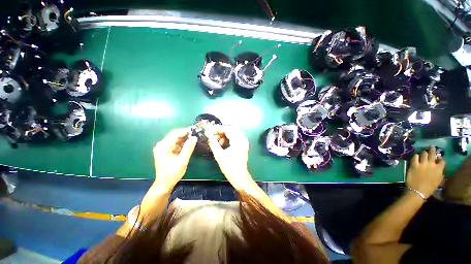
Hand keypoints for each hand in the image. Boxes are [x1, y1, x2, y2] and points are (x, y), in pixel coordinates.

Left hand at [153, 128, 196, 190]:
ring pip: (176, 139)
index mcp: (163, 147)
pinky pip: (176, 144)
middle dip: (185, 133)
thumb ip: (188, 148)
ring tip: (194, 136)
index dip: (184, 131)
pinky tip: (190, 142)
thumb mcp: (182, 161)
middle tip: (196, 132)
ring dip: (185, 137)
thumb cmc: (172, 174)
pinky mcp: (168, 151)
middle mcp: (162, 145)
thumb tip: (194, 137)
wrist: (165, 184)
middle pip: (174, 135)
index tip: (194, 129)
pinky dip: (183, 142)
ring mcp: (164, 148)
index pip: (174, 134)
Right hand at [205, 126, 253, 188]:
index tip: (208, 129)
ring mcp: (244, 142)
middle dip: (220, 131)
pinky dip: (228, 138)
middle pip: (230, 130)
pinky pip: (235, 138)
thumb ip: (213, 143)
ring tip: (217, 141)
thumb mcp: (219, 155)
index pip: (227, 129)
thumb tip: (208, 134)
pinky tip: (222, 143)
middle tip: (211, 134)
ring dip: (224, 135)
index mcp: (238, 141)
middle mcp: (242, 139)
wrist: (240, 177)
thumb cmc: (229, 167)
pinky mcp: (243, 145)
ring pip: (232, 133)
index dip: (217, 128)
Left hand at [406, 146, 444, 198]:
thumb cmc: (429, 188)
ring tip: (423, 152)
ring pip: (424, 153)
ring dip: (423, 153)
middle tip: (431, 146)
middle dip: (432, 149)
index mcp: (439, 169)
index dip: (440, 159)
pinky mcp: (414, 165)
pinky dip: (415, 156)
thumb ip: (440, 174)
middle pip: (432, 154)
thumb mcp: (438, 182)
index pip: (442, 161)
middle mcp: (431, 164)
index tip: (438, 159)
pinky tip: (415, 156)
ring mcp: (422, 164)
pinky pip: (415, 157)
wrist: (418, 191)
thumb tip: (440, 171)